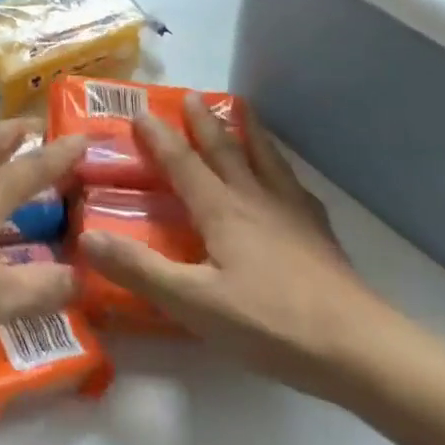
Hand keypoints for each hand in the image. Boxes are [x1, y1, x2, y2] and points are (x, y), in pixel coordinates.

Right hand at [77, 94, 410, 398]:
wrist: (358, 349)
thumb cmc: (269, 324)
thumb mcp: (193, 302)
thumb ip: (140, 269)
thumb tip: (87, 237)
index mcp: (222, 210)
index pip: (183, 163)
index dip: (159, 137)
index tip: (140, 110)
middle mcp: (256, 199)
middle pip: (225, 150)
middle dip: (203, 122)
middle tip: (191, 95)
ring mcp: (293, 214)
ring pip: (265, 159)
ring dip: (248, 131)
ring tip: (243, 109)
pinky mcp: (318, 234)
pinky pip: (294, 185)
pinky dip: (282, 168)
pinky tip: (287, 180)